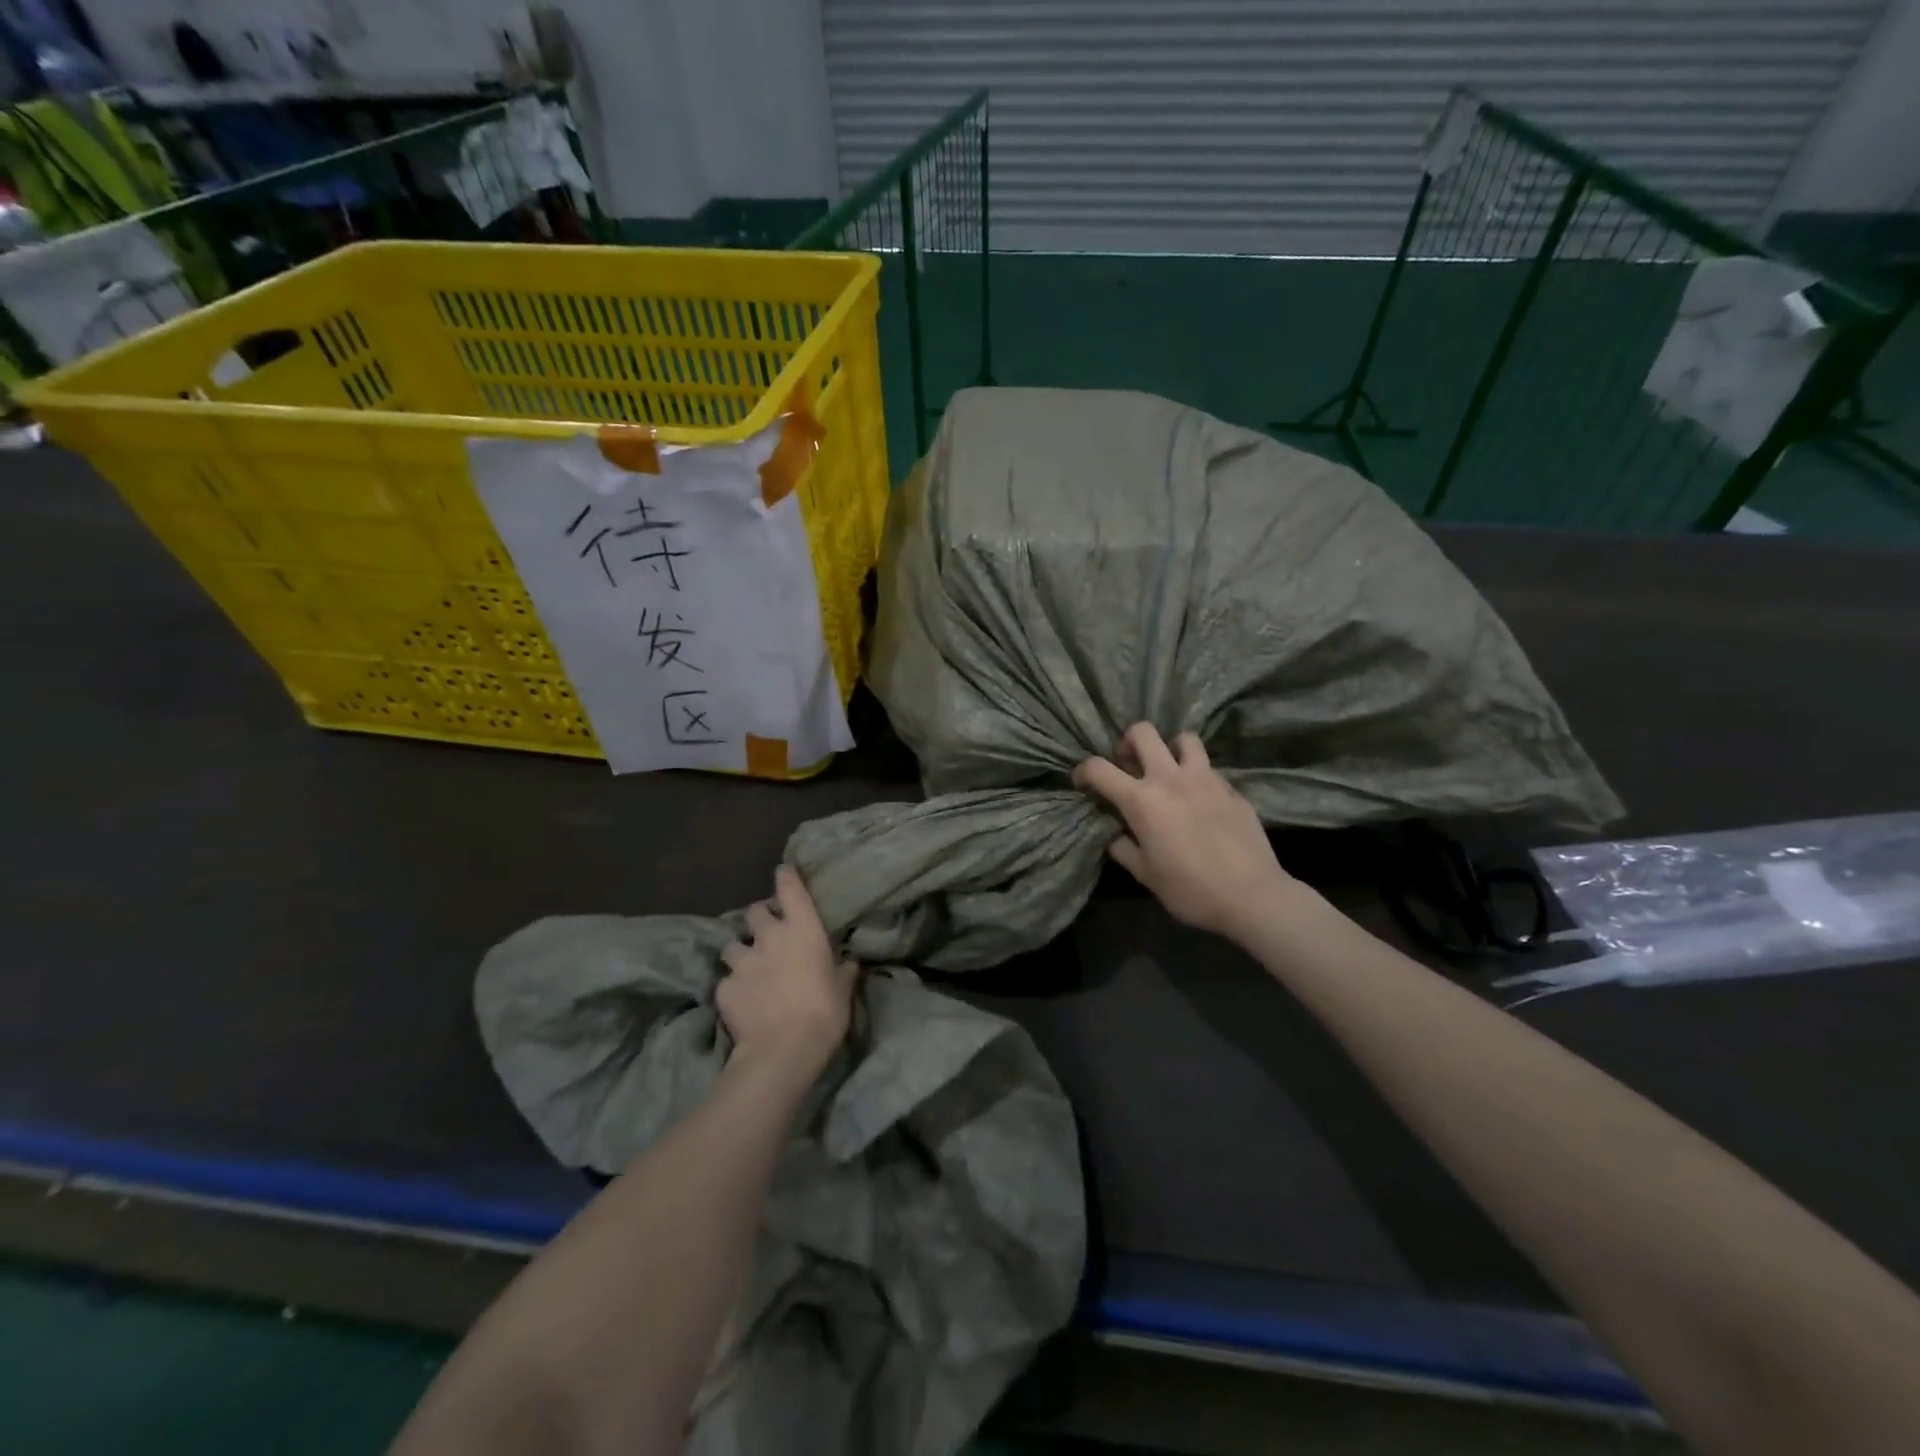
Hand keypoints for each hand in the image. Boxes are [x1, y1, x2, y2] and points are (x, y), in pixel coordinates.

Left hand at [720, 865, 857, 1083]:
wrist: (782, 1050)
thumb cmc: (824, 1012)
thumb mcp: (843, 990)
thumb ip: (843, 971)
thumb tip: (849, 962)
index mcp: (802, 929)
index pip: (790, 888)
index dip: (786, 877)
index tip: (784, 871)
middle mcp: (769, 936)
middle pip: (755, 911)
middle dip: (759, 919)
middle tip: (768, 934)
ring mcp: (743, 960)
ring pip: (732, 944)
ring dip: (741, 952)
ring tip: (748, 968)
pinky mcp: (723, 987)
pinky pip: (726, 980)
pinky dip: (733, 987)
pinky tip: (741, 1002)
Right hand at [1073, 723, 1297, 941]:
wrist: (1252, 895)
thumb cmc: (1191, 889)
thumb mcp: (1146, 875)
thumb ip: (1125, 850)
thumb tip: (1117, 837)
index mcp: (1142, 801)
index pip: (1100, 768)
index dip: (1083, 771)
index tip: (1082, 782)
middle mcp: (1171, 779)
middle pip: (1143, 732)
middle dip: (1128, 742)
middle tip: (1128, 765)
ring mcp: (1206, 779)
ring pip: (1184, 738)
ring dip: (1170, 748)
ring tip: (1168, 771)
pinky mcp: (1232, 788)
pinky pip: (1209, 767)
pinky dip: (1197, 774)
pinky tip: (1198, 798)